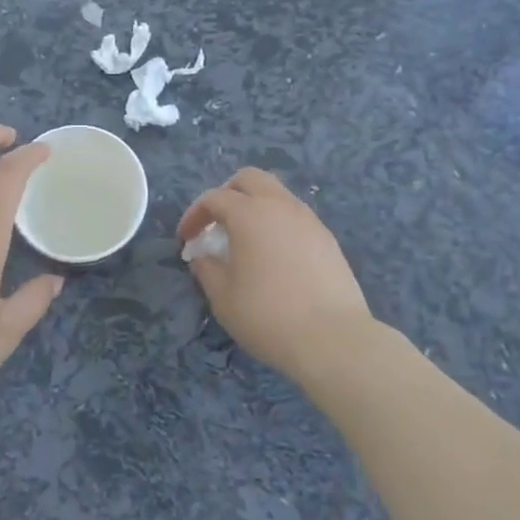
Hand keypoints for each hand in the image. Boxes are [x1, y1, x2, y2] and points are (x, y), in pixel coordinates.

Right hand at [177, 168, 377, 382]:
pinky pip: (296, 217)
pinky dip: (278, 224)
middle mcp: (280, 206)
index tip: (186, 239)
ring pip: (277, 194)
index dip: (194, 215)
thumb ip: (206, 269)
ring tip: (246, 239)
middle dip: (228, 193)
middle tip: (217, 222)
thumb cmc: (267, 316)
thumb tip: (202, 256)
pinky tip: (275, 256)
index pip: (214, 198)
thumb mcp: (222, 297)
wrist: (333, 340)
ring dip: (256, 207)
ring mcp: (309, 221)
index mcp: (249, 214)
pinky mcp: (328, 240)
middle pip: (250, 179)